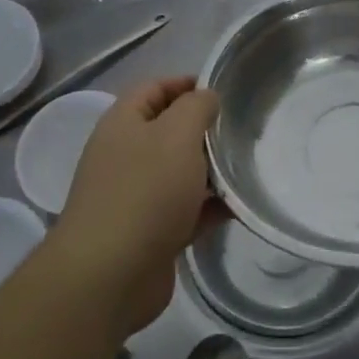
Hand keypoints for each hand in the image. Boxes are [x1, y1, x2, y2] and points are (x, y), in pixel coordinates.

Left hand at [50, 76, 223, 337]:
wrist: (110, 275)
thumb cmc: (145, 191)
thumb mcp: (177, 135)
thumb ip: (196, 108)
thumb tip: (206, 98)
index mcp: (123, 123)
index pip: (153, 89)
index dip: (185, 84)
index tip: (221, 92)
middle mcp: (125, 156)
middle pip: (168, 131)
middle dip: (203, 131)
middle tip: (242, 131)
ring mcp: (136, 196)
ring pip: (179, 173)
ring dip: (211, 172)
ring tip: (248, 168)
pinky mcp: (150, 233)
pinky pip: (185, 211)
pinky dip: (209, 208)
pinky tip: (239, 208)